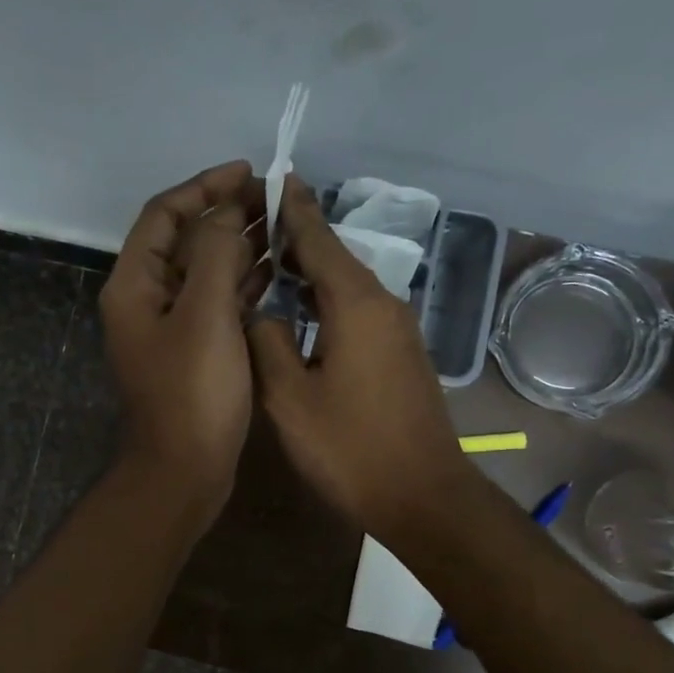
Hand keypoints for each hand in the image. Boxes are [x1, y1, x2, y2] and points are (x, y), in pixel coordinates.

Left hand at [100, 161, 266, 522]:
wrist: (183, 472)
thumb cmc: (192, 393)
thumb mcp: (205, 315)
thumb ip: (217, 254)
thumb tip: (227, 213)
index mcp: (135, 285)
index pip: (163, 215)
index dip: (204, 187)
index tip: (248, 173)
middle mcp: (146, 301)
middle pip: (184, 242)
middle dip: (227, 215)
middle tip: (276, 201)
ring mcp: (170, 330)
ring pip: (204, 273)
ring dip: (239, 248)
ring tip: (283, 228)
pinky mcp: (193, 354)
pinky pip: (217, 305)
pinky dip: (242, 285)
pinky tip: (276, 273)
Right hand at [247, 178, 473, 538]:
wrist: (422, 495)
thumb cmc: (350, 448)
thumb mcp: (289, 397)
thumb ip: (266, 342)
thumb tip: (259, 312)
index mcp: (355, 303)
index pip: (318, 237)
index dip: (291, 207)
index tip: (271, 177)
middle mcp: (383, 304)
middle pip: (334, 256)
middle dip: (295, 238)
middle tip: (251, 228)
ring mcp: (398, 329)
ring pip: (347, 285)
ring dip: (310, 273)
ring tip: (268, 267)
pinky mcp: (401, 354)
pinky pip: (358, 310)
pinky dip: (327, 301)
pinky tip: (301, 314)